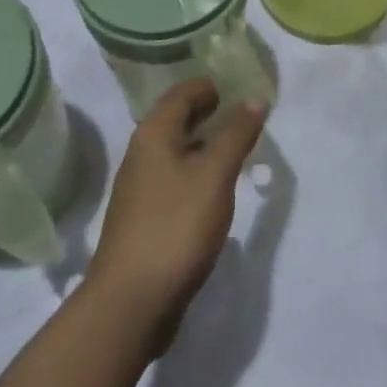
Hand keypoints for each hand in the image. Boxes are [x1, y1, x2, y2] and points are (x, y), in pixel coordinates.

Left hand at [85, 80, 266, 358]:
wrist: (132, 300)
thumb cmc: (176, 225)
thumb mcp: (215, 175)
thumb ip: (236, 134)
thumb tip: (254, 97)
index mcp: (153, 133)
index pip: (182, 92)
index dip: (211, 85)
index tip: (241, 87)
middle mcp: (141, 152)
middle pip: (176, 119)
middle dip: (209, 113)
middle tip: (245, 115)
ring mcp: (140, 187)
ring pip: (175, 150)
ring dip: (204, 143)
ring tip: (237, 148)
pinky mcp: (145, 217)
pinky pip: (174, 178)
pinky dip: (196, 171)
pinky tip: (216, 189)